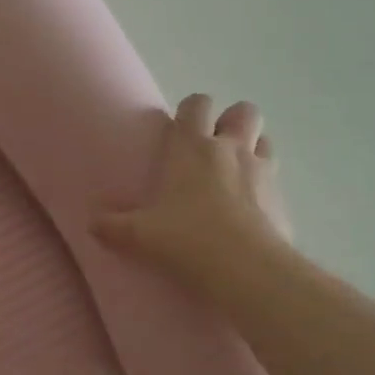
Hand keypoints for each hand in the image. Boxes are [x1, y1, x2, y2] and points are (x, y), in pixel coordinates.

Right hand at [92, 94, 289, 296]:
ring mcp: (262, 172)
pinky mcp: (283, 199)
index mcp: (192, 147)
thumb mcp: (139, 235)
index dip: (191, 110)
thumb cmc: (187, 239)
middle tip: (215, 146)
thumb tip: (92, 223)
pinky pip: (275, 181)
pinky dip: (265, 188)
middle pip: (244, 112)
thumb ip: (113, 226)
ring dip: (253, 150)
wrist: (246, 270)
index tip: (180, 128)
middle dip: (232, 121)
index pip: (197, 104)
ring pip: (266, 141)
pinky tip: (251, 211)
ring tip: (236, 174)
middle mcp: (230, 149)